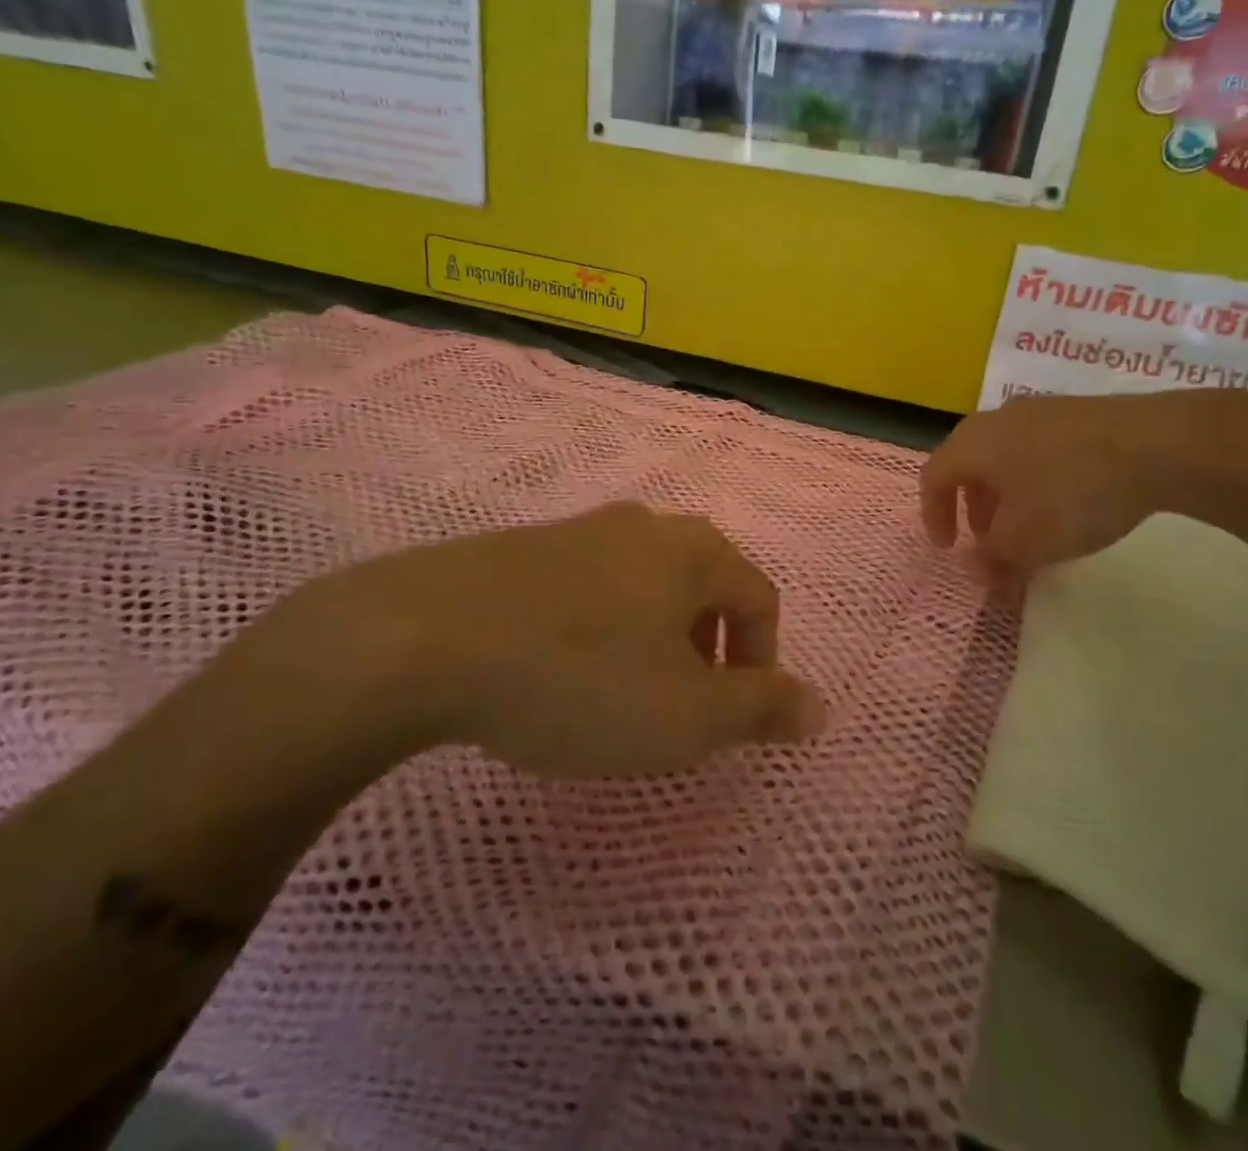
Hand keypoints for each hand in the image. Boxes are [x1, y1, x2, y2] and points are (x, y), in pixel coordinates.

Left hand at [252, 502, 826, 778]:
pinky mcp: (523, 547)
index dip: (761, 664)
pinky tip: (559, 670)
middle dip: (706, 651)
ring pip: (644, 586)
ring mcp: (579, 529)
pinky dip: (597, 629)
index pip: (759, 600)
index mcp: (695, 552)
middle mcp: (645, 525)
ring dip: (652, 640)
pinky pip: (587, 588)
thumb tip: (820, 708)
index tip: (732, 722)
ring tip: (620, 696)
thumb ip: (761, 710)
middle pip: (703, 586)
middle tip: (682, 710)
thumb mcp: (686, 716)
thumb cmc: (580, 679)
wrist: (426, 636)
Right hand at [920, 391, 1239, 574]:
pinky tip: (1067, 503)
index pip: (932, 478)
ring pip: (1005, 456)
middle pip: (968, 464)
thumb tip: (977, 567)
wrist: (1156, 444)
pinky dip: (1037, 480)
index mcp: (971, 444)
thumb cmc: (1070, 493)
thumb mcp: (1024, 541)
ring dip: (1006, 495)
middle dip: (973, 507)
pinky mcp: (1077, 413)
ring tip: (1031, 527)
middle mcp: (996, 419)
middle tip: (989, 540)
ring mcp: (1039, 411)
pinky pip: (1039, 449)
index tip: (949, 548)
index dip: (934, 516)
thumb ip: (992, 558)